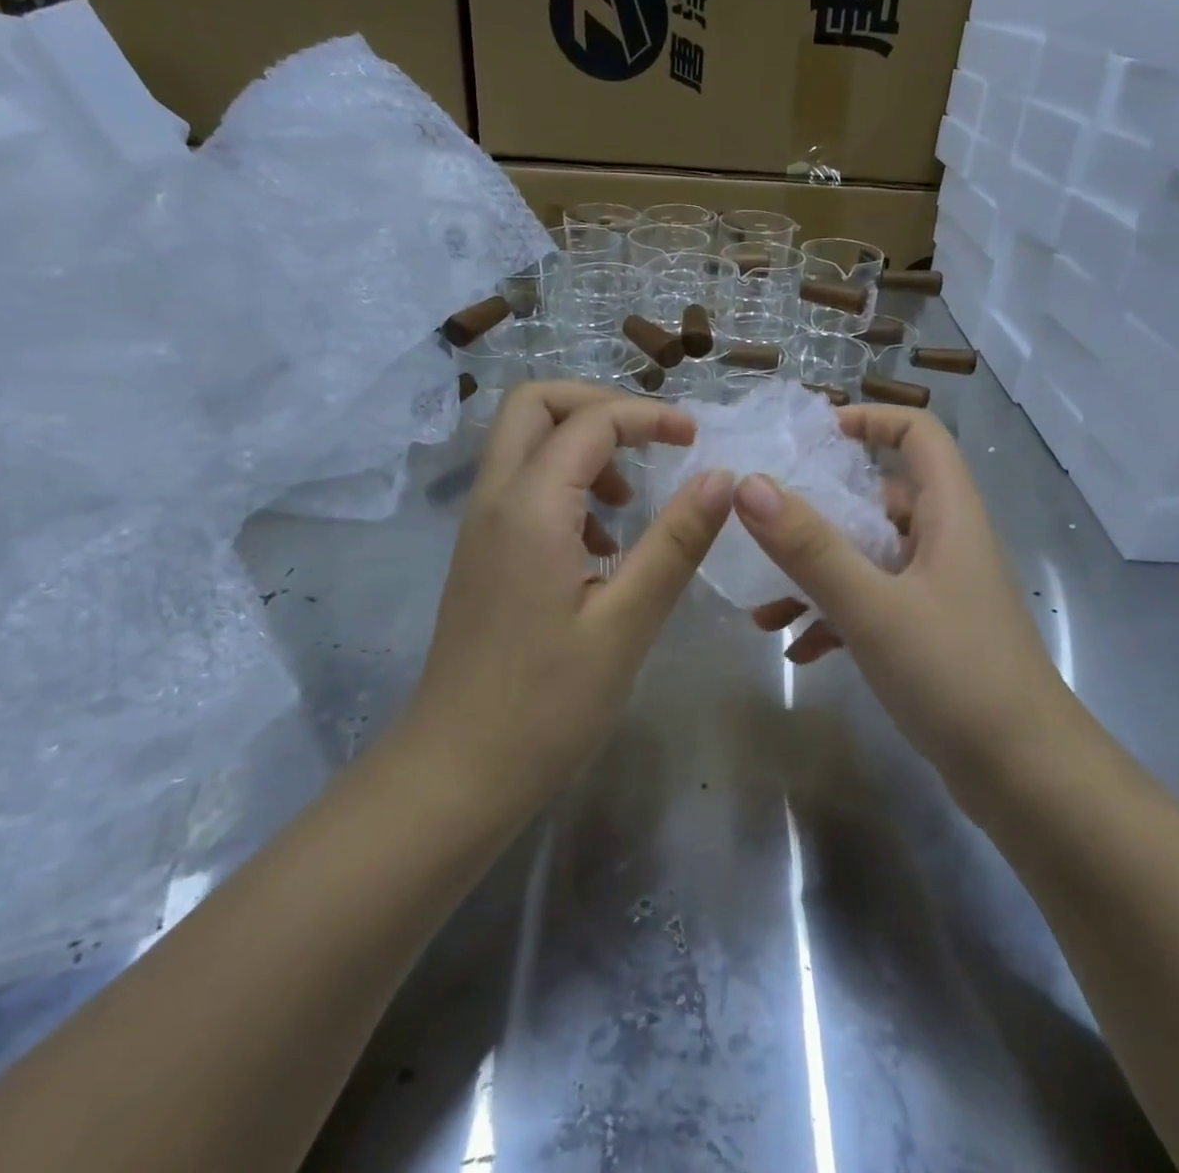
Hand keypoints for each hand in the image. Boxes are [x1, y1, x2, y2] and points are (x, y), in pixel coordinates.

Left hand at [403, 382, 732, 815]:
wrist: (456, 772)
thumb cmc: (547, 704)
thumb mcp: (627, 622)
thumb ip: (676, 542)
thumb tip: (722, 477)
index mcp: (530, 508)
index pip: (589, 422)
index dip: (648, 417)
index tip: (695, 440)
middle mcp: (494, 501)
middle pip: (534, 405)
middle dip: (598, 406)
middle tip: (650, 442)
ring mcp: (480, 528)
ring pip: (523, 443)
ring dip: (580, 446)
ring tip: (628, 501)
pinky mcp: (481, 555)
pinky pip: (520, 486)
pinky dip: (564, 484)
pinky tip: (600, 546)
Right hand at [735, 406, 1068, 806]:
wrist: (1026, 777)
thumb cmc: (954, 674)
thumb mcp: (872, 606)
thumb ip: (810, 546)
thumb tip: (750, 486)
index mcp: (950, 515)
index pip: (919, 435)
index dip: (871, 420)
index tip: (812, 437)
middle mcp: (948, 542)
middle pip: (880, 500)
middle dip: (818, 517)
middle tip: (761, 531)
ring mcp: (941, 590)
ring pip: (870, 560)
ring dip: (818, 577)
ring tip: (764, 612)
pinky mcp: (932, 634)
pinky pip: (876, 606)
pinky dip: (837, 618)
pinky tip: (799, 652)